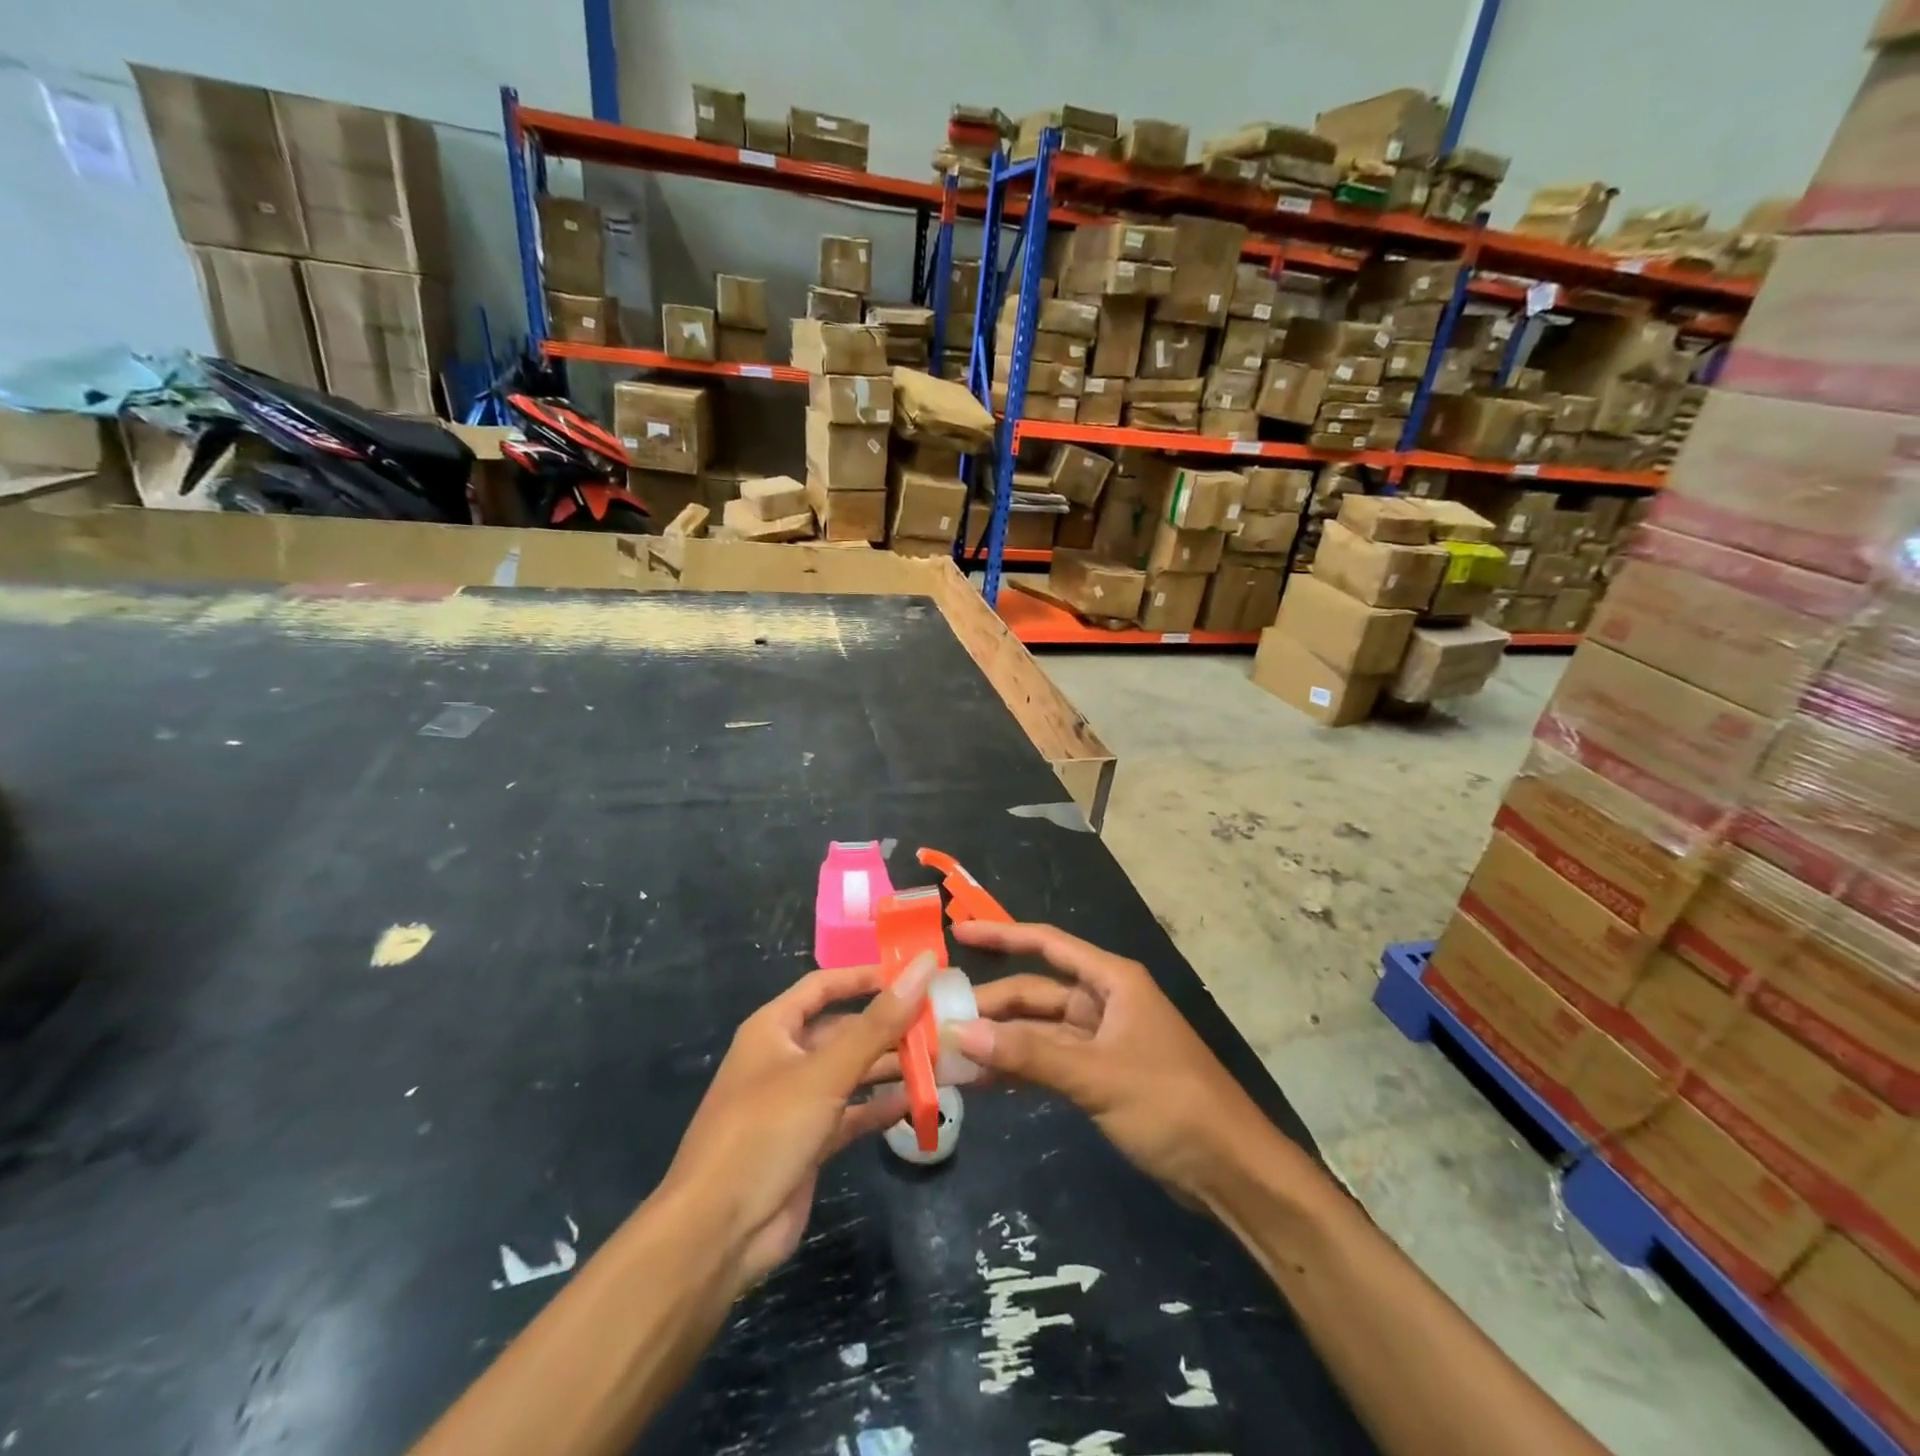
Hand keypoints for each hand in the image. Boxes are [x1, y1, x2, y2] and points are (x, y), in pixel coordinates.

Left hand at [659, 954, 936, 1295]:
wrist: (717, 1234)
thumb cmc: (765, 1132)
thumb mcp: (825, 1072)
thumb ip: (877, 1024)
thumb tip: (922, 968)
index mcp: (774, 1029)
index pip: (824, 986)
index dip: (865, 977)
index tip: (912, 976)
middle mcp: (784, 1058)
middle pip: (843, 1031)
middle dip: (887, 1027)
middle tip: (939, 1024)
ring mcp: (796, 1103)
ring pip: (850, 1073)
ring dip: (889, 1067)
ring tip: (938, 1061)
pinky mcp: (808, 1143)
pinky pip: (850, 1114)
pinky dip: (879, 1108)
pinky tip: (916, 1103)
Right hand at [951, 921, 1279, 1206]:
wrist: (1230, 1170)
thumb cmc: (1170, 1103)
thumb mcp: (1096, 1075)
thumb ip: (1029, 1054)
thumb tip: (960, 1032)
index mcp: (1112, 982)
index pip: (1048, 945)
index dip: (1003, 936)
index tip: (959, 933)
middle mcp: (1104, 1003)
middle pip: (1036, 994)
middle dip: (991, 1007)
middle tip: (938, 1020)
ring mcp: (1101, 1042)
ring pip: (1038, 1032)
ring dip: (1000, 1042)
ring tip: (948, 1053)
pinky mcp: (1100, 1078)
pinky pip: (1049, 1063)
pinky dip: (1020, 1069)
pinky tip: (983, 1081)